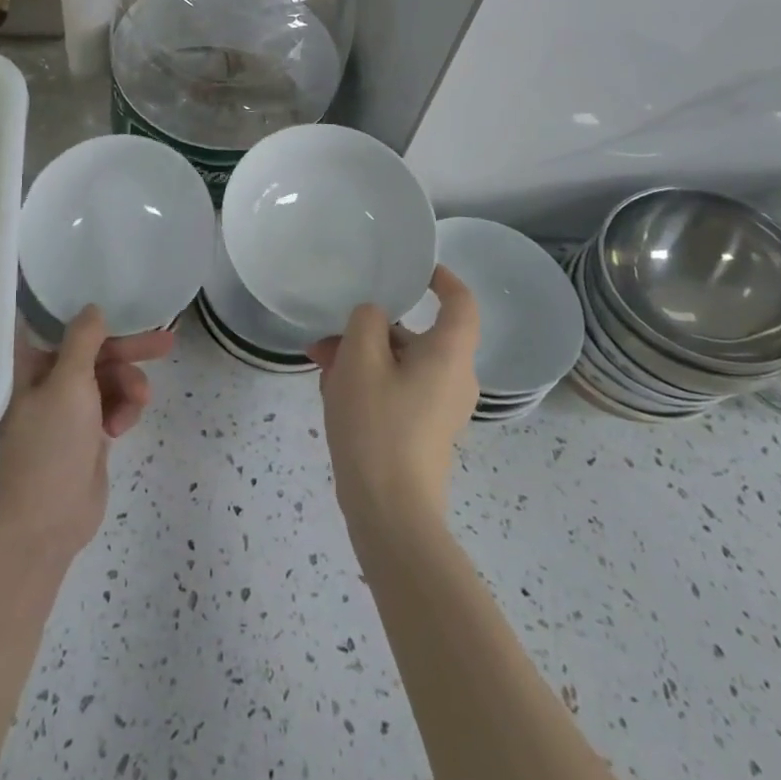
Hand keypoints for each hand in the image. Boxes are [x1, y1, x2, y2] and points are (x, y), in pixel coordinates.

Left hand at [0, 307, 174, 558]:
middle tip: (165, 343)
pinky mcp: (87, 431)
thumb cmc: (51, 445)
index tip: (115, 301)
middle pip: (93, 351)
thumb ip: (83, 340)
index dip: (83, 312)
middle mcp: (47, 380)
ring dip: (128, 386)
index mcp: (29, 365)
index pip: (55, 324)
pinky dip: (123, 410)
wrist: (48, 522)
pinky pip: (114, 404)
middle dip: (127, 350)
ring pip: (109, 378)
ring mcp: (68, 407)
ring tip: (138, 402)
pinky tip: (122, 428)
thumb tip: (93, 308)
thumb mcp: (69, 383)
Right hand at [305, 266, 478, 524]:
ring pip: (400, 363)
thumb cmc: (377, 424)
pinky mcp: (424, 430)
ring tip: (319, 366)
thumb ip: (366, 320)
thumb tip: (373, 318)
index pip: (461, 302)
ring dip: (360, 357)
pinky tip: (331, 393)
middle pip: (416, 335)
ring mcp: (441, 407)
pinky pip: (398, 389)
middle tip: (328, 335)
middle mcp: (455, 378)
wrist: (389, 511)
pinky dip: (369, 382)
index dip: (441, 278)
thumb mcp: (359, 359)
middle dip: (369, 329)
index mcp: (449, 354)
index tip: (413, 268)